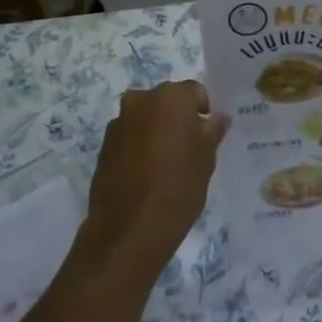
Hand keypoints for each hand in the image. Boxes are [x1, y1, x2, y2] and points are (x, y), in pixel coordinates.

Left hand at [79, 80, 228, 276]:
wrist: (129, 229)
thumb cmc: (178, 188)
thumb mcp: (206, 160)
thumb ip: (212, 131)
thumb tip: (217, 117)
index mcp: (171, 97)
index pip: (195, 92)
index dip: (204, 111)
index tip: (208, 136)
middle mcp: (141, 100)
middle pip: (167, 101)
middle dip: (178, 118)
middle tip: (189, 148)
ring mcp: (118, 122)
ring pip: (146, 118)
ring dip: (157, 131)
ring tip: (166, 164)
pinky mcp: (104, 145)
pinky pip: (130, 136)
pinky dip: (139, 146)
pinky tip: (146, 174)